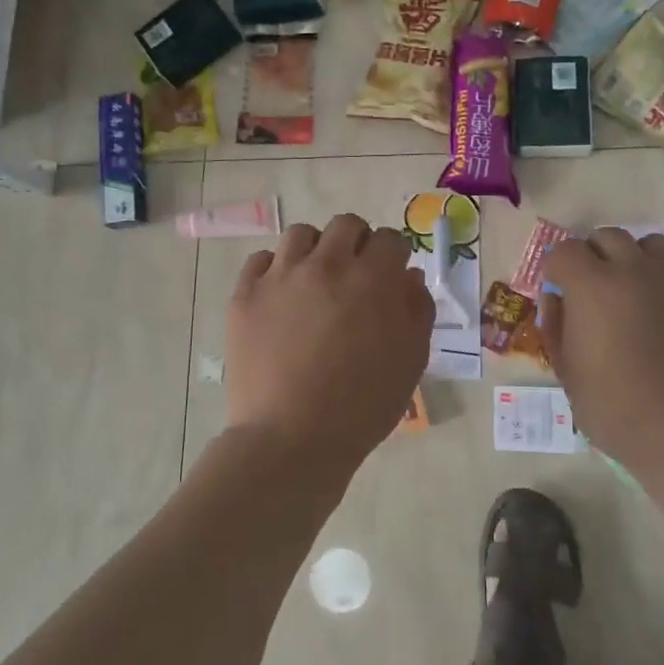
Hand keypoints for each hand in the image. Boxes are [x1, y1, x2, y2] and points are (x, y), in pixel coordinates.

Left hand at [225, 214, 433, 472]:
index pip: (389, 239)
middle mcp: (326, 265)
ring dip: (315, 249)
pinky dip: (275, 270)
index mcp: (372, 279)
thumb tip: (408, 278)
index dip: (393, 256)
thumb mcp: (410, 361)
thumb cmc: (362, 406)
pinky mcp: (246, 294)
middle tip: (354, 274)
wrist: (292, 439)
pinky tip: (281, 296)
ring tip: (314, 280)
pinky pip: (261, 260)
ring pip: (301, 234)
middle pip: (346, 225)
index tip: (389, 275)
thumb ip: (417, 311)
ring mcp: (281, 277)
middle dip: (357, 242)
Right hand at [539, 229, 663, 470]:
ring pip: (653, 246)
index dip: (558, 270)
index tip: (561, 291)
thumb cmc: (619, 413)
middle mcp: (635, 268)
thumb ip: (555, 328)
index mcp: (592, 286)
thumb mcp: (568, 375)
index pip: (564, 251)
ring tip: (641, 296)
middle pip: (608, 237)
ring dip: (638, 263)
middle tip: (597, 291)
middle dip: (595, 257)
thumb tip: (556, 299)